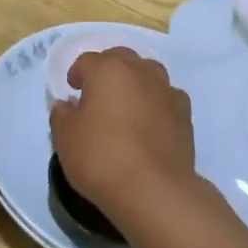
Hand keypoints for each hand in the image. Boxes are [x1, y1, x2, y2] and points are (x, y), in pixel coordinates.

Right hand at [49, 49, 195, 222]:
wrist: (152, 188)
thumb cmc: (101, 157)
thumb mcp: (65, 137)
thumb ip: (62, 115)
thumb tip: (67, 105)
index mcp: (108, 70)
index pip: (88, 61)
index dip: (77, 73)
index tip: (72, 90)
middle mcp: (141, 72)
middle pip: (122, 59)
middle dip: (108, 69)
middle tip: (97, 92)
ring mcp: (167, 91)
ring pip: (149, 73)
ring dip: (135, 81)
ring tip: (126, 104)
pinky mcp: (185, 114)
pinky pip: (167, 97)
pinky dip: (156, 103)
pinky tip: (150, 122)